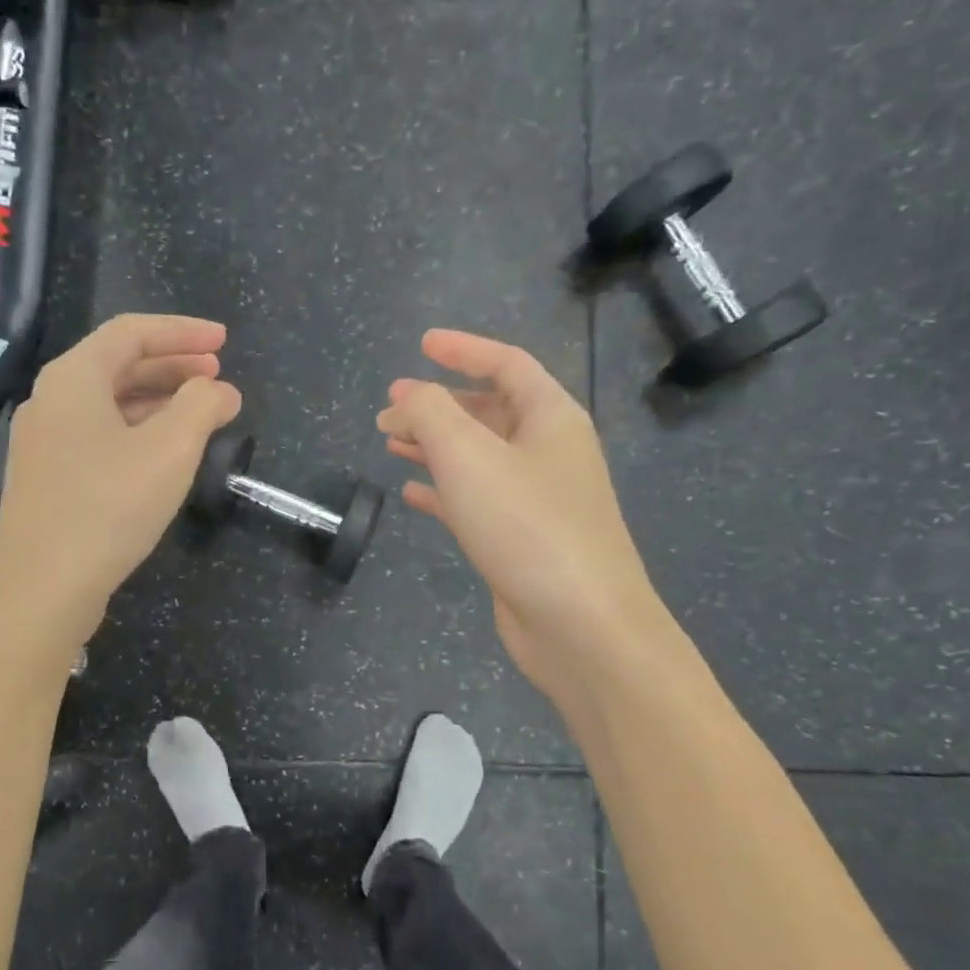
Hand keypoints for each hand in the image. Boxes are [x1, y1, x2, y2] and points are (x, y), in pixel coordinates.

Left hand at [0, 315, 241, 651]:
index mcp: (73, 378)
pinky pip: (99, 436)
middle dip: (173, 366)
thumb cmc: (108, 507)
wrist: (41, 590)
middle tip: (218, 375)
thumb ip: (201, 407)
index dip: (182, 332)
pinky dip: (137, 432)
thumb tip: (220, 390)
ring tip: (201, 413)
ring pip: (108, 404)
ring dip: (158, 401)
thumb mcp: (169, 451)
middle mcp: (51, 401)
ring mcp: (44, 443)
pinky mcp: (47, 479)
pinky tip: (163, 454)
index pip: (131, 333)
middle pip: (118, 365)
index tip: (224, 341)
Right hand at [378, 330, 659, 691]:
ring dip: (434, 445)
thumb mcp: (469, 456)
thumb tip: (406, 399)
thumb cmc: (527, 526)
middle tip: (390, 405)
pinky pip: (474, 500)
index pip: (507, 364)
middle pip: (489, 410)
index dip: (463, 349)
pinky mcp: (520, 540)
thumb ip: (430, 413)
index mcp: (551, 418)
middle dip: (438, 403)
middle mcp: (548, 452)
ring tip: (390, 442)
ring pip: (478, 457)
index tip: (421, 345)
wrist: (579, 624)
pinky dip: (442, 491)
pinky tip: (411, 494)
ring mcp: (536, 499)